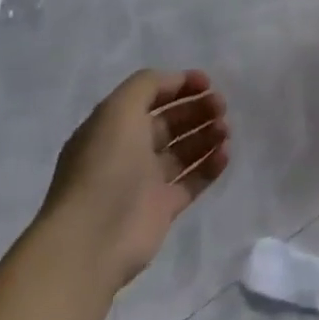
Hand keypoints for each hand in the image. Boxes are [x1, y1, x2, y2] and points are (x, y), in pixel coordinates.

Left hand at [39, 69, 230, 289]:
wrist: (93, 238)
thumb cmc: (105, 167)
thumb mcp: (118, 111)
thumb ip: (147, 86)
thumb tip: (176, 81)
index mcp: (112, 128)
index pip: (149, 99)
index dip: (178, 86)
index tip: (207, 82)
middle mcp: (128, 152)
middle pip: (170, 123)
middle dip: (196, 110)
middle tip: (221, 106)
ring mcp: (146, 181)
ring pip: (184, 150)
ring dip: (207, 135)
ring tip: (226, 130)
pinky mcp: (163, 208)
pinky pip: (193, 180)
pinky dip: (211, 165)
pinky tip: (225, 153)